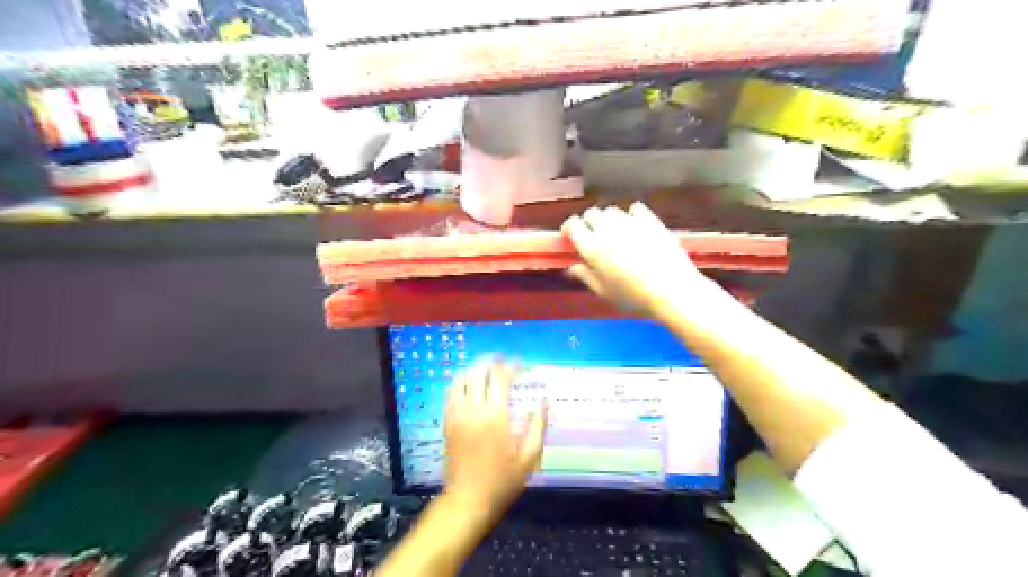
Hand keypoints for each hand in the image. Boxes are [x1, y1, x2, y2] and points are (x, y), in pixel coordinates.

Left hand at [449, 360, 550, 517]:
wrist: (468, 500)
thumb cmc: (502, 480)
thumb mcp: (529, 457)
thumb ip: (537, 426)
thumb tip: (542, 402)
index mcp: (496, 416)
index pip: (501, 378)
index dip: (511, 367)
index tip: (520, 364)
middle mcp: (474, 409)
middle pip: (479, 373)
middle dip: (491, 362)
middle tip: (502, 360)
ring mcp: (458, 414)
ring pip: (462, 379)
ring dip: (474, 369)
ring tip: (486, 367)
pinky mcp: (448, 422)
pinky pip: (451, 393)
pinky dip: (460, 382)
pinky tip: (468, 382)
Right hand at [560, 202, 716, 318]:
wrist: (673, 291)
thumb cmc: (635, 298)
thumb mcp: (605, 293)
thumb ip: (586, 277)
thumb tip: (572, 267)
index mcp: (593, 249)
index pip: (573, 225)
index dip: (570, 229)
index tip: (572, 236)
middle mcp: (608, 230)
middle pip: (592, 214)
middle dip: (589, 223)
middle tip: (594, 237)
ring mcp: (630, 223)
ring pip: (612, 210)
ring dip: (609, 219)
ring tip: (616, 233)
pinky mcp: (650, 220)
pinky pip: (635, 209)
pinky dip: (631, 215)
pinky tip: (635, 226)